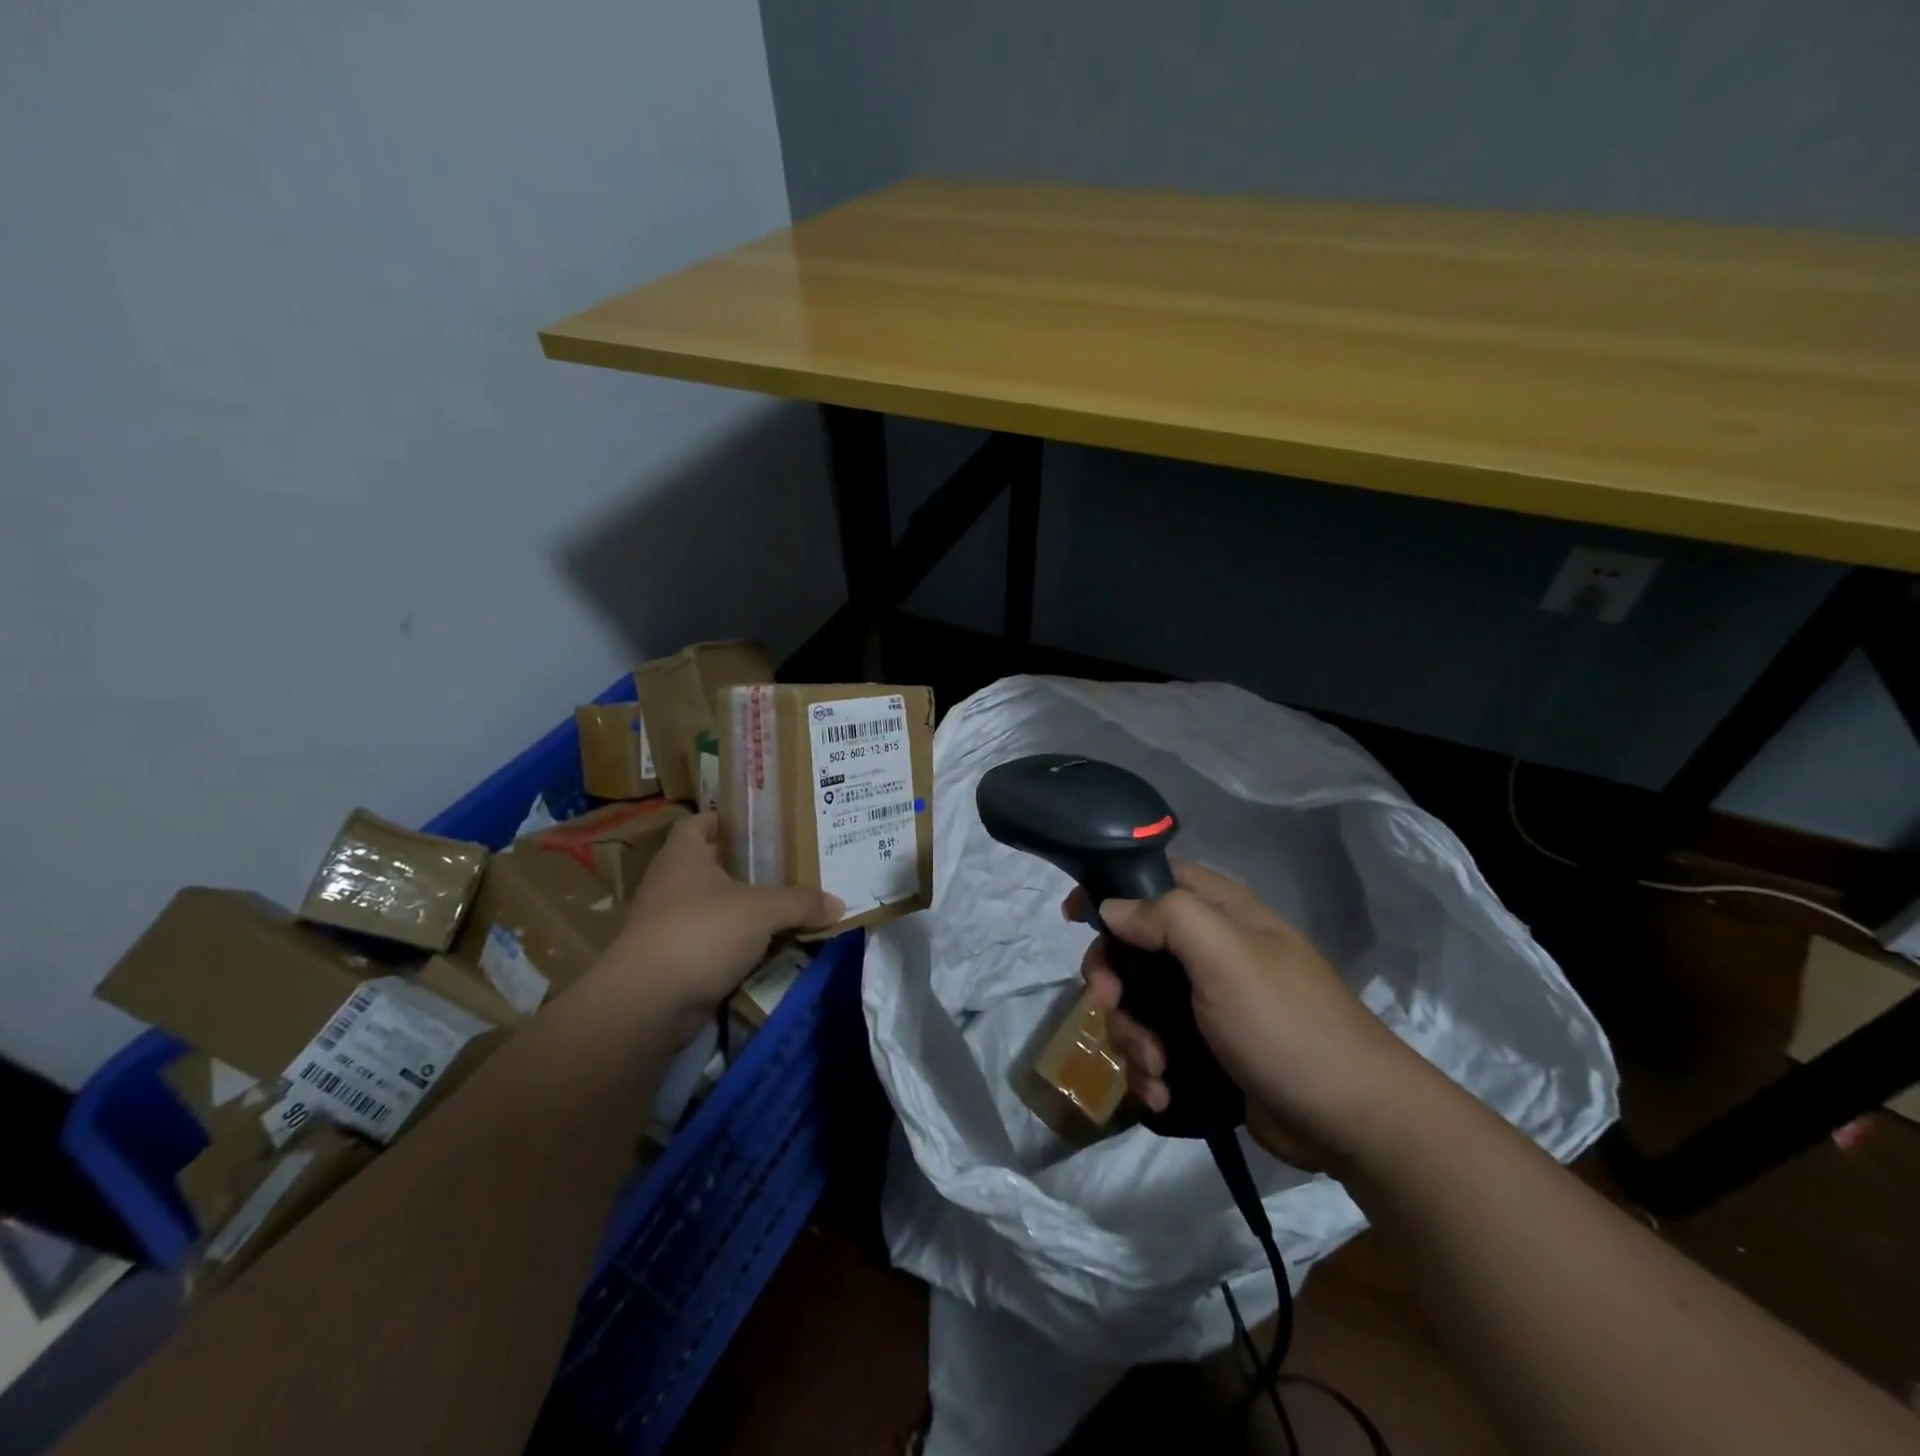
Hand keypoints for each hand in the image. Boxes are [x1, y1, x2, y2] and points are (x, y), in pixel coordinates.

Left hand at [591, 813, 842, 1044]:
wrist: (648, 1002)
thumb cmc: (700, 933)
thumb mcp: (761, 911)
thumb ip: (800, 903)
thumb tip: (838, 904)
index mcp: (682, 856)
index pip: (698, 823)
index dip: (724, 820)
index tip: (757, 826)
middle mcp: (670, 884)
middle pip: (709, 865)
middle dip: (744, 867)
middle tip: (786, 865)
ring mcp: (667, 924)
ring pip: (712, 907)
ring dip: (743, 909)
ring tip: (784, 906)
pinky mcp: (672, 960)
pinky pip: (712, 942)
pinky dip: (736, 944)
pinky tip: (768, 947)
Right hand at [1067, 862, 1430, 1169]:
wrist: (1351, 1119)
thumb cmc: (1285, 1023)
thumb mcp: (1225, 956)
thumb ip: (1166, 917)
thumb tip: (1111, 908)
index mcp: (1220, 913)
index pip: (1153, 878)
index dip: (1110, 891)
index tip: (1074, 919)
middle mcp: (1209, 951)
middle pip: (1133, 948)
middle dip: (1113, 980)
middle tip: (1111, 1002)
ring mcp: (1207, 1003)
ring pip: (1138, 1004)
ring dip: (1131, 1037)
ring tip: (1155, 1068)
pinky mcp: (1206, 1050)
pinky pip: (1155, 1048)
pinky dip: (1149, 1071)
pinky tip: (1162, 1095)